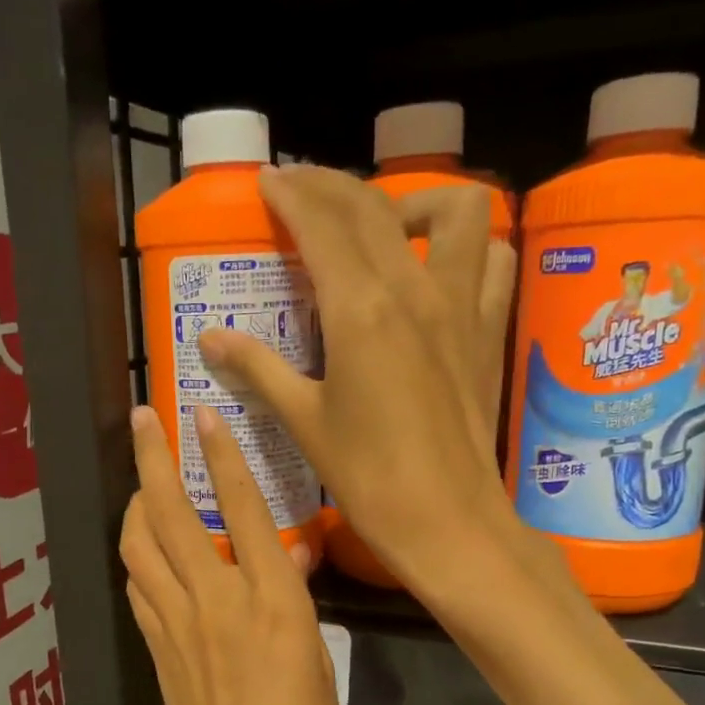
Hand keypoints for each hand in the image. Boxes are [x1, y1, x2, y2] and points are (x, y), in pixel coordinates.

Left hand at [118, 403, 346, 704]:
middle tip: (142, 419)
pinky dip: (136, 556)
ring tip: (140, 481)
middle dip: (152, 459)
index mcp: (272, 604)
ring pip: (139, 547)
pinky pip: (138, 588)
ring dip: (134, 505)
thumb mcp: (320, 666)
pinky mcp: (156, 653)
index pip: (241, 510)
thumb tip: (293, 555)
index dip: (222, 456)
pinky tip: (143, 550)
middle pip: (171, 515)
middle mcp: (216, 603)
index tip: (202, 413)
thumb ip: (299, 602)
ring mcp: (177, 628)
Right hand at [196, 165, 546, 595]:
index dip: (292, 194)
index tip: (268, 182)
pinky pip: (493, 261)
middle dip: (332, 185)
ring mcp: (462, 306)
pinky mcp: (488, 331)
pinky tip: (440, 272)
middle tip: (300, 192)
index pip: (324, 223)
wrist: (446, 521)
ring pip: (457, 212)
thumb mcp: (303, 420)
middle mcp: (415, 291)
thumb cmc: (367, 477)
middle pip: (374, 206)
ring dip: (417, 202)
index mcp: (361, 310)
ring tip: (385, 228)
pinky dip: (469, 247)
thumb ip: (258, 368)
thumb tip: (210, 337)